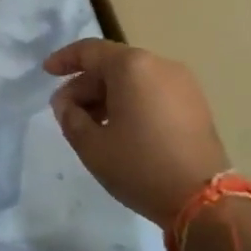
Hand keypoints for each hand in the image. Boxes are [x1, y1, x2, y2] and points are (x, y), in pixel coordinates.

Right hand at [44, 39, 228, 231]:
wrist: (204, 200)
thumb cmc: (140, 166)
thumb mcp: (91, 145)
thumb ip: (69, 116)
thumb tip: (65, 102)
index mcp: (132, 66)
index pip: (90, 51)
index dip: (64, 60)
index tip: (46, 72)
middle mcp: (159, 65)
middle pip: (112, 64)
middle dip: (86, 85)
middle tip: (66, 111)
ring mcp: (182, 83)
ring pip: (133, 79)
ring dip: (108, 95)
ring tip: (91, 124)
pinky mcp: (195, 104)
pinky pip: (153, 91)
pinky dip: (131, 101)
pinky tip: (120, 129)